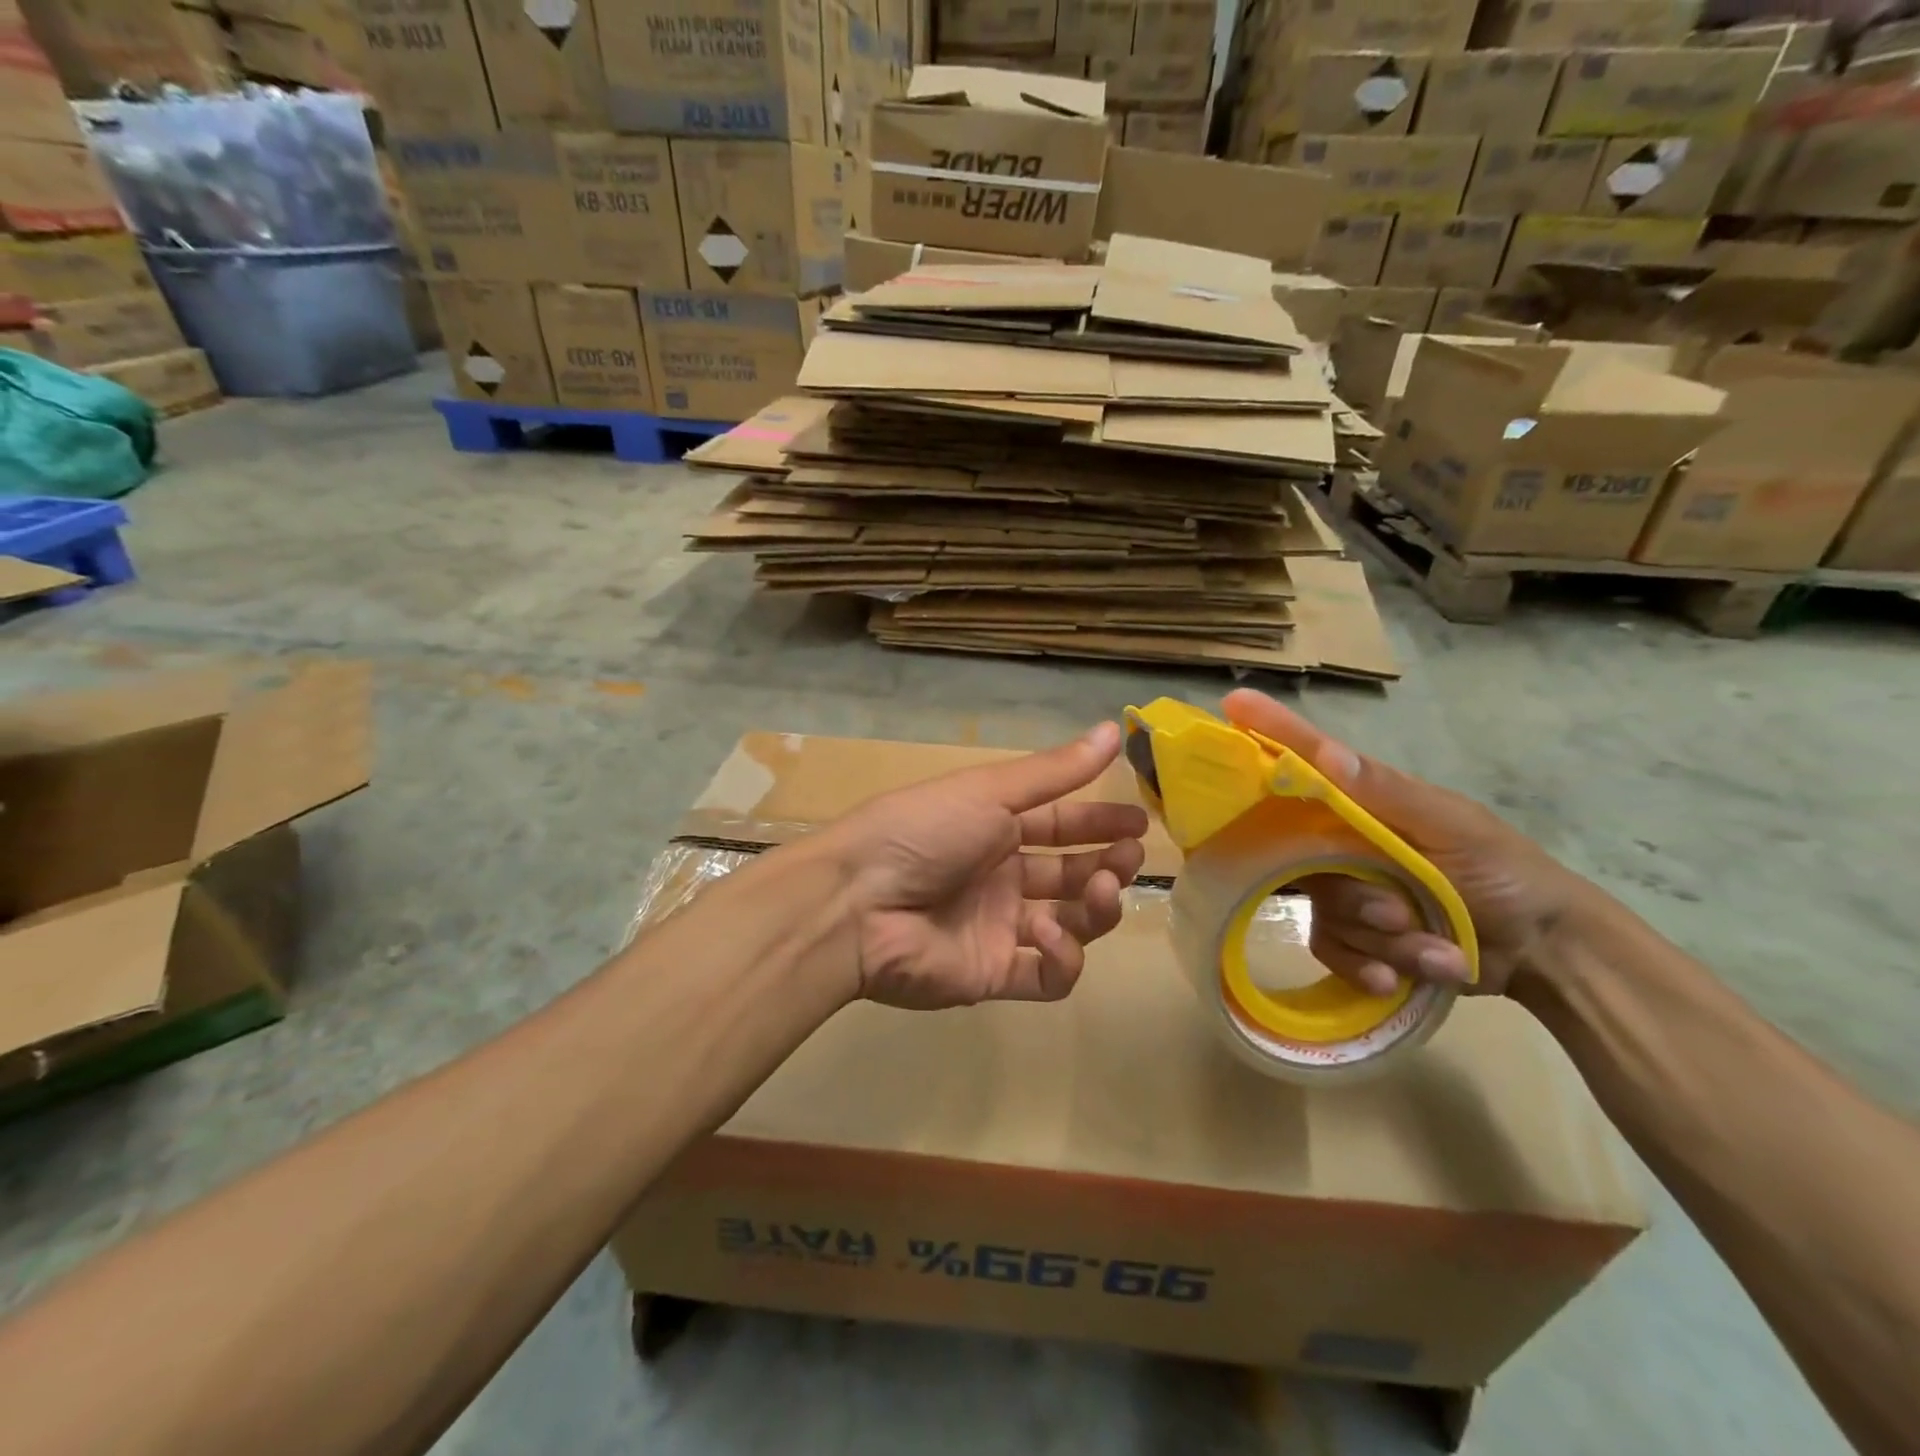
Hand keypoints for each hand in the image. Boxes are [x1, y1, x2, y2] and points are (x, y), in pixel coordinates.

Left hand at [825, 722, 1148, 1009]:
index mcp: (993, 829)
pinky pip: (1047, 976)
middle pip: (1070, 875)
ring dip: (1096, 908)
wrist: (856, 902)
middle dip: (1107, 866)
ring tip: (1103, 889)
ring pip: (1070, 925)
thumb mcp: (989, 791)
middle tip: (1130, 856)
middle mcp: (1000, 878)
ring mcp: (998, 929)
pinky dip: (1063, 959)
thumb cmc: (923, 831)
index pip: (1060, 825)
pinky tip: (1052, 935)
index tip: (1141, 823)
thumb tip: (1115, 727)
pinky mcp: (993, 975)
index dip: (1100, 823)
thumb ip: (1054, 771)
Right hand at [1222, 689, 1587, 997]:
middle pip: (1303, 860)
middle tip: (1402, 914)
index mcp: (1366, 803)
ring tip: (1435, 949)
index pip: (1307, 761)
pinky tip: (1402, 979)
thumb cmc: (1504, 873)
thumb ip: (1389, 794)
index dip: (1270, 733)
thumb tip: (1325, 754)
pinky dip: (1370, 969)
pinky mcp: (1351, 936)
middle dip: (1358, 898)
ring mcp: (1345, 890)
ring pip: (1325, 912)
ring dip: (1382, 941)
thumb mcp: (1455, 827)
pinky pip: (1329, 949)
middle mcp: (1343, 841)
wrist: (1542, 952)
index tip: (1234, 701)